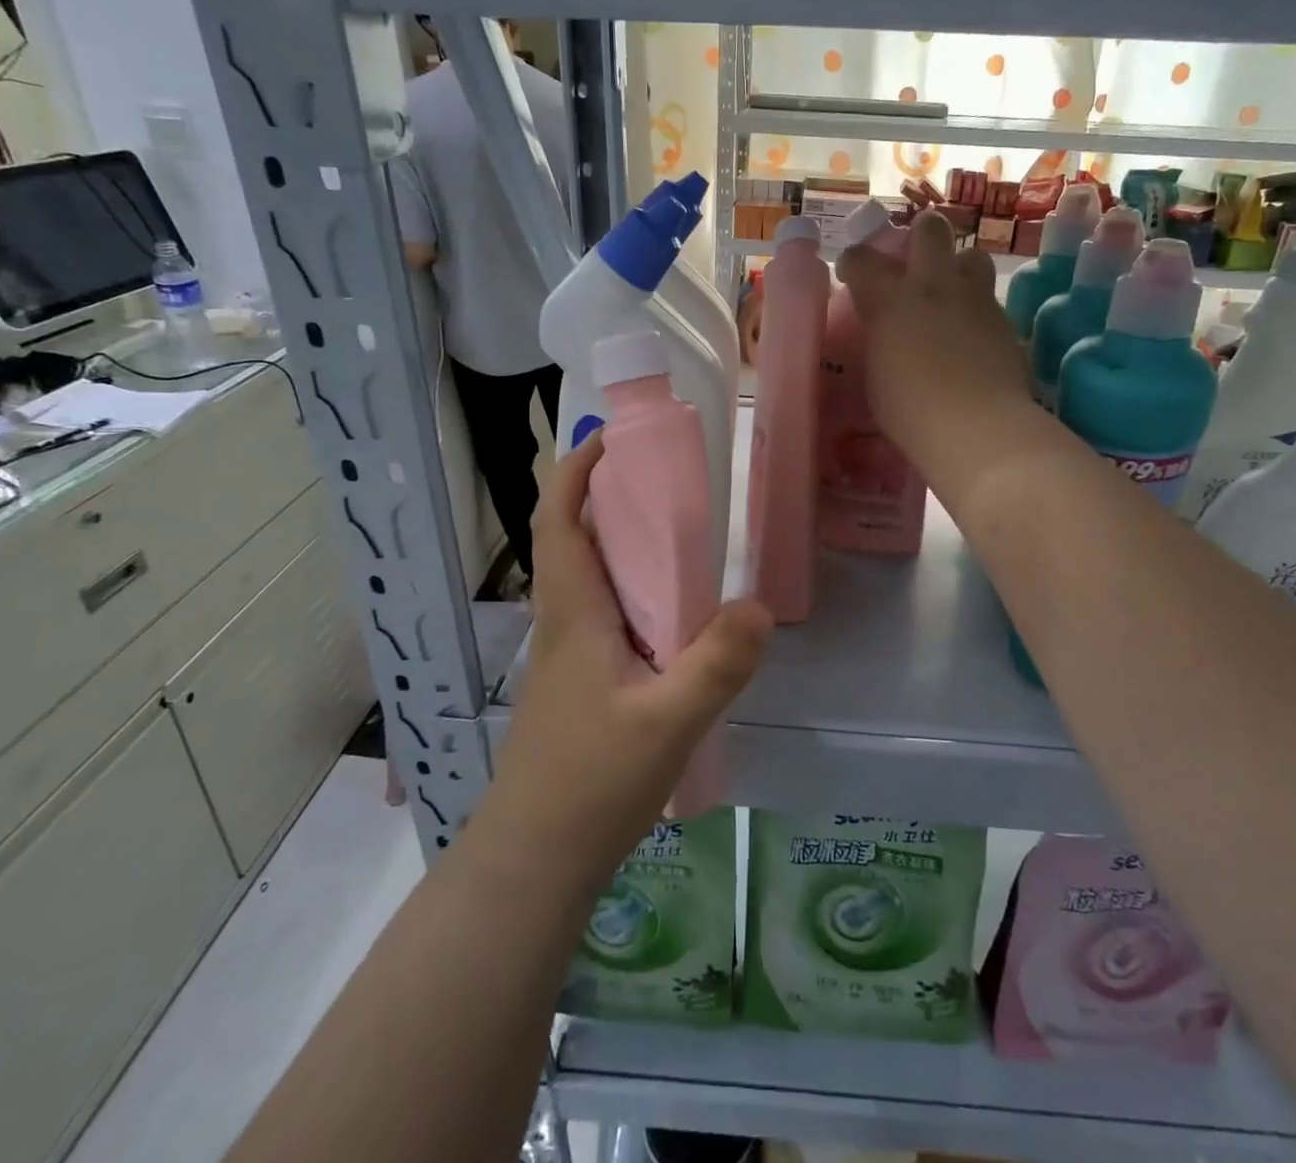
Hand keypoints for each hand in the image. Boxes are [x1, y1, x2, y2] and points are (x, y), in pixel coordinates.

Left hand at [482, 432, 771, 890]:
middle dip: (608, 497)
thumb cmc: (590, 782)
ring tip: (680, 539)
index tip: (611, 438)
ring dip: (621, 544)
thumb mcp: (668, 722)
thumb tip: (759, 607)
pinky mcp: (579, 682)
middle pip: (573, 539)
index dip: (575, 471)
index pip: (558, 520)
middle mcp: (564, 622)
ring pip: (589, 578)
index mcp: (574, 612)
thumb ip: (718, 663)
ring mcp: (568, 654)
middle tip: (666, 481)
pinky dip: (633, 591)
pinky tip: (676, 619)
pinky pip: (605, 615)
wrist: (536, 859)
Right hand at [835, 209, 1032, 470]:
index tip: (851, 273)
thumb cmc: (909, 411)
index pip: (861, 260)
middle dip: (920, 236)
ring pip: (972, 255)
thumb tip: (884, 334)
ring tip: (951, 292)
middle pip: (930, 229)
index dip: (853, 262)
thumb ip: (879, 342)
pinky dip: (977, 309)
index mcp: (889, 300)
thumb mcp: (876, 375)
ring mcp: (974, 299)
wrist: (975, 426)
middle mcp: (933, 287)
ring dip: (959, 267)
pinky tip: (972, 335)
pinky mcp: (1005, 320)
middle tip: (913, 261)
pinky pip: (989, 298)